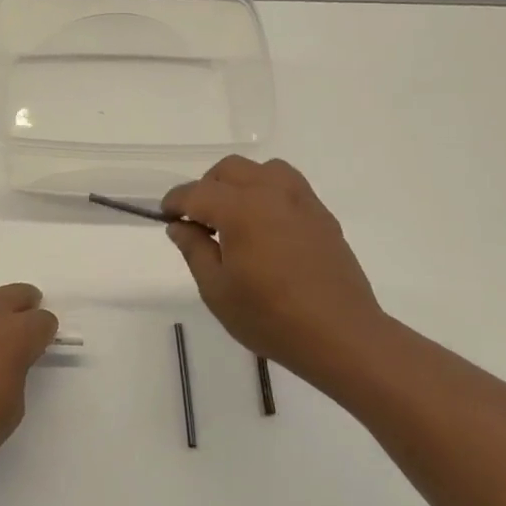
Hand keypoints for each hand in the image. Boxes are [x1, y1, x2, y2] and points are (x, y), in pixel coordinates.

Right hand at [162, 156, 393, 384]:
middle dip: (205, 188)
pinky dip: (267, 193)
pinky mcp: (321, 215)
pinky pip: (288, 186)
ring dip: (239, 184)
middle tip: (198, 221)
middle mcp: (270, 193)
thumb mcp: (217, 290)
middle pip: (228, 170)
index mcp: (240, 209)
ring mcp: (301, 201)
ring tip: (233, 216)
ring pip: (262, 170)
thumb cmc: (270, 317)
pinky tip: (265, 226)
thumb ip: (194, 250)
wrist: (341, 335)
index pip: (196, 193)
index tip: (165, 217)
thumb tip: (180, 226)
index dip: (175, 203)